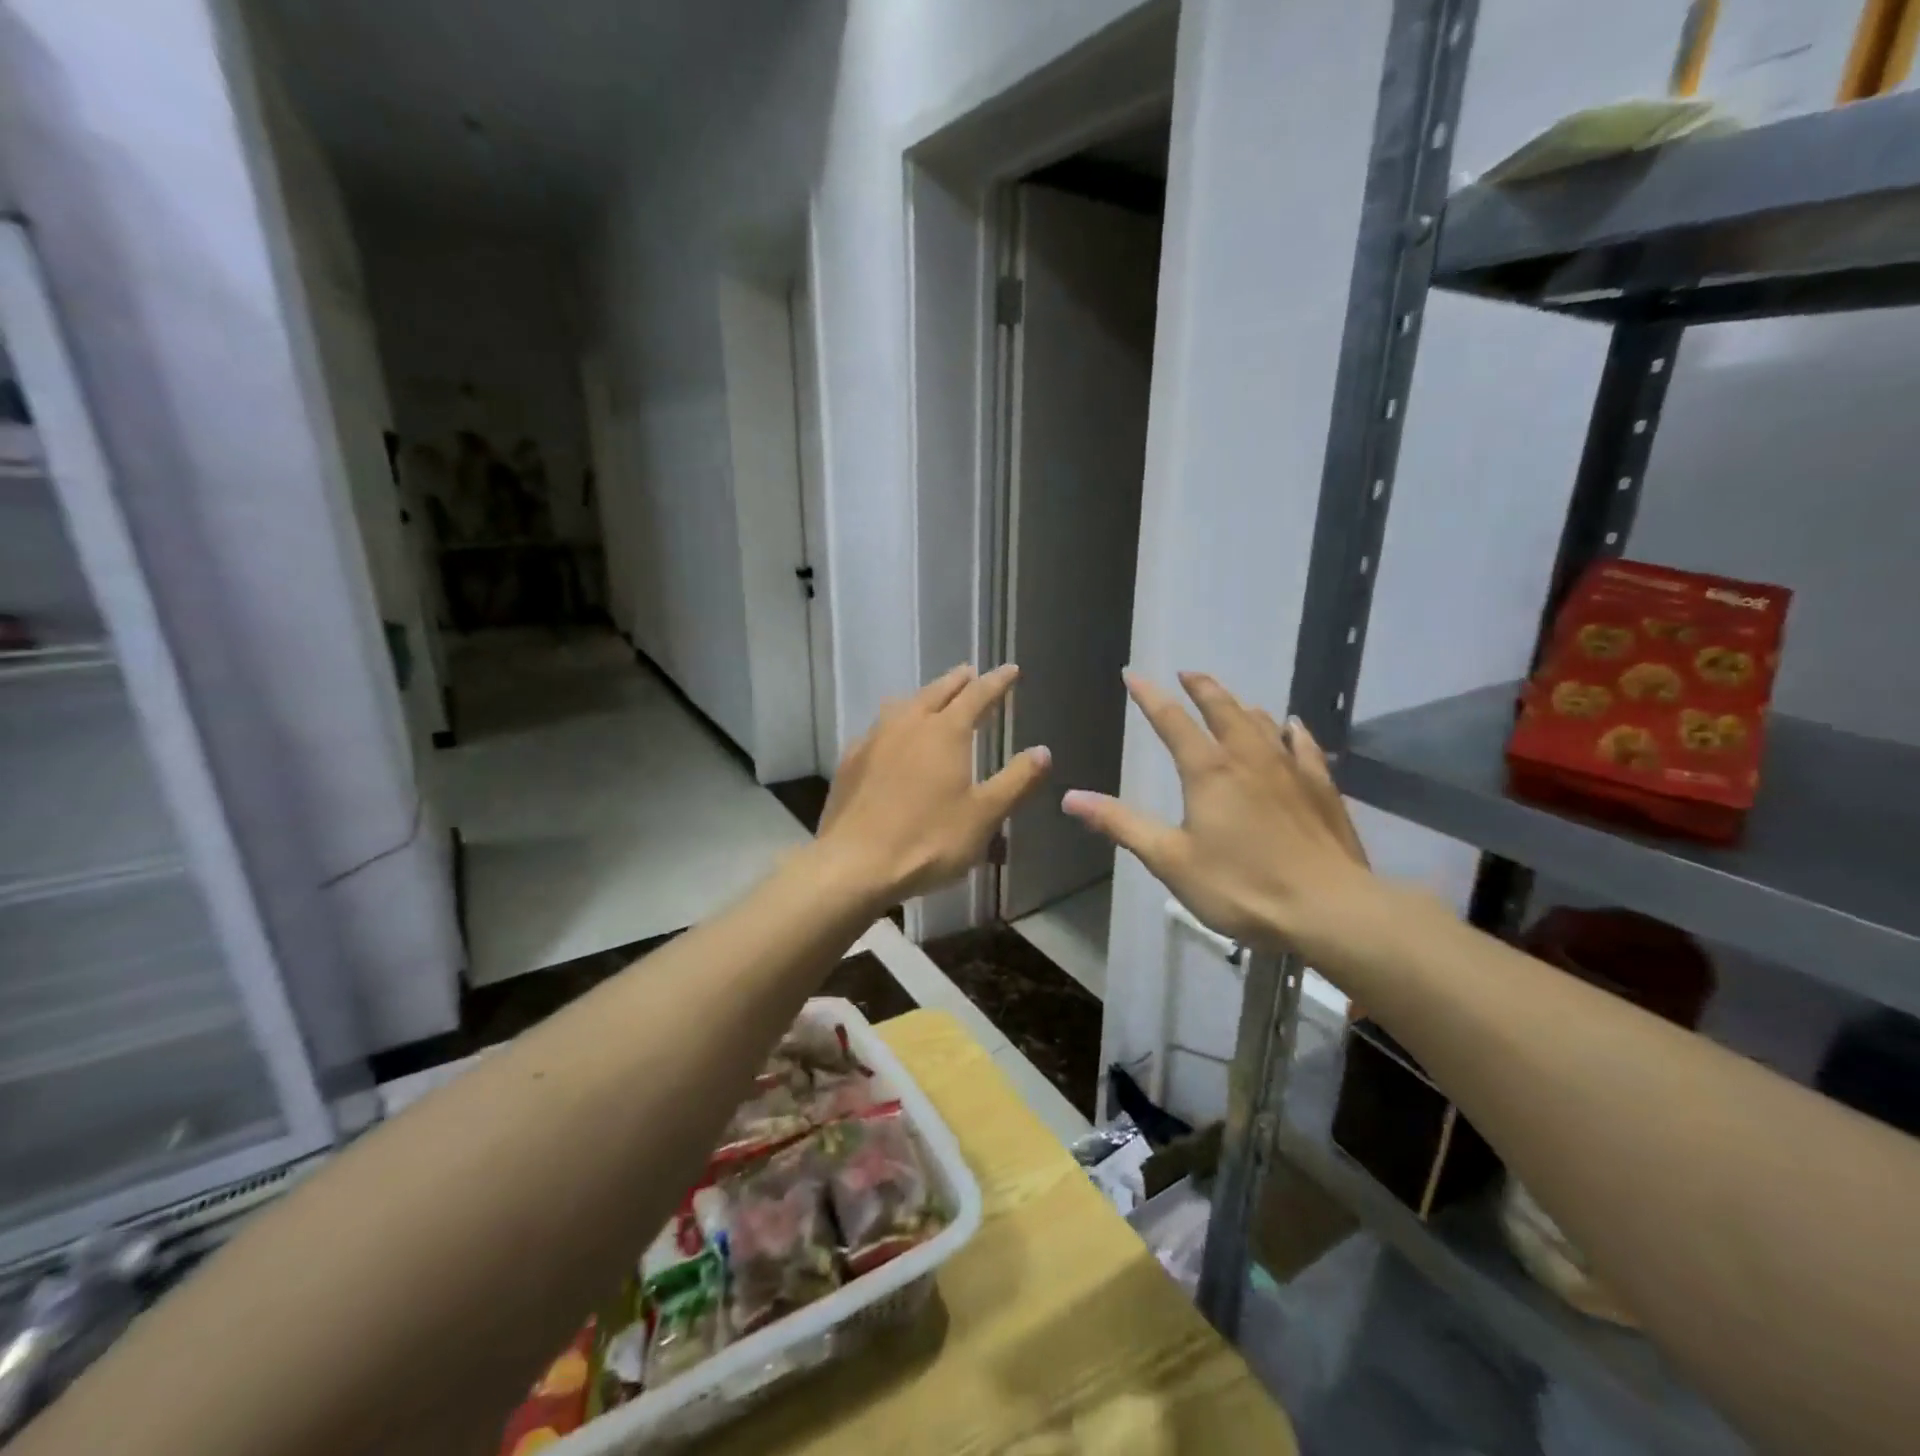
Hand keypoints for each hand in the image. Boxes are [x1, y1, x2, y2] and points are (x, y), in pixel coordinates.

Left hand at [815, 664, 1050, 902]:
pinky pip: (878, 728)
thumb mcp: (985, 815)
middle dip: (958, 681)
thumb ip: (1016, 780)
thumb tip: (1043, 751)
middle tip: (971, 673)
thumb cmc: (929, 839)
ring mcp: (874, 739)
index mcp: (946, 731)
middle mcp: (909, 724)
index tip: (1011, 669)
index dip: (997, 681)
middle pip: (937, 691)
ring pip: (903, 704)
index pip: (978, 695)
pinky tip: (891, 738)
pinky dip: (894, 722)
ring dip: (923, 696)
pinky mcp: (850, 760)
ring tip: (932, 698)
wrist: (855, 864)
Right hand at [1062, 671, 1373, 954]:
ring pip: (1262, 722)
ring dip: (1241, 704)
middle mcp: (1248, 757)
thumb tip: (1070, 797)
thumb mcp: (1170, 859)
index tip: (1132, 674)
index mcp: (1208, 770)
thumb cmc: (1241, 886)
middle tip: (1187, 673)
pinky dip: (1291, 731)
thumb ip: (1121, 824)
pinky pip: (1304, 746)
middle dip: (1201, 687)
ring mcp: (1290, 768)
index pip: (1171, 720)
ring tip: (1231, 699)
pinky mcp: (1321, 787)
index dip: (1149, 696)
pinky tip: (1292, 726)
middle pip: (1222, 708)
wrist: (1329, 909)